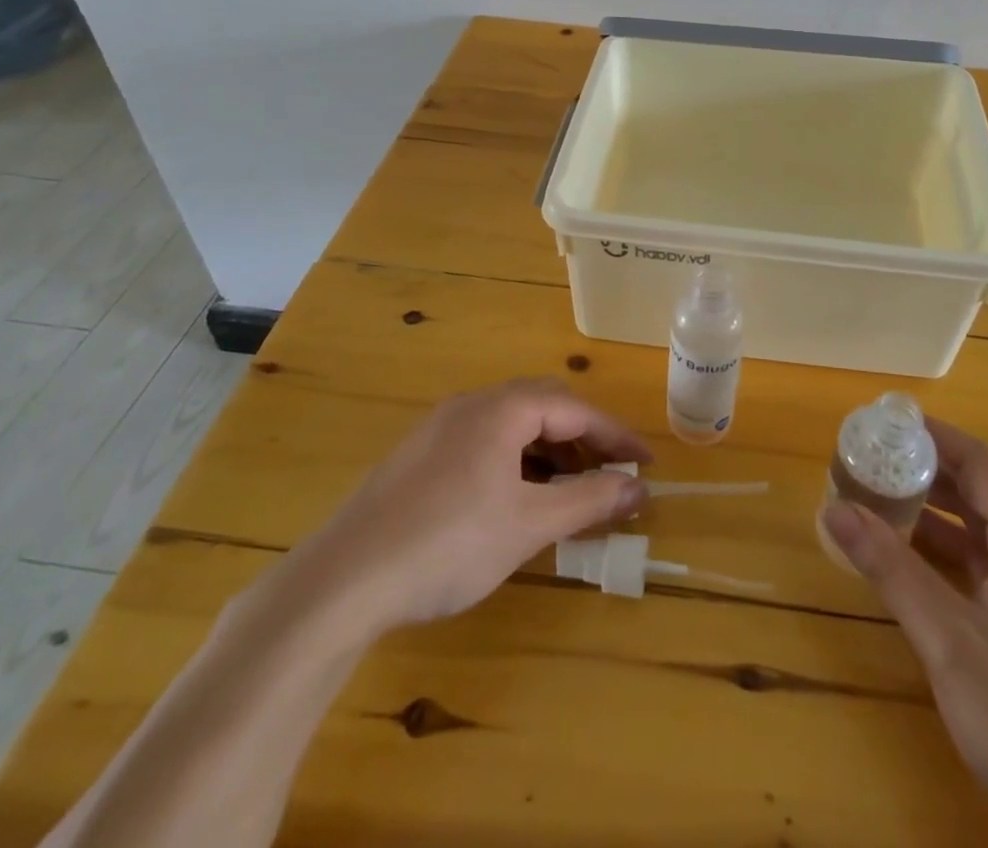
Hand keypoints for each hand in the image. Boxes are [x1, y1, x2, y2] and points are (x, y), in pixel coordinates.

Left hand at [282, 379, 651, 634]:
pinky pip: (485, 442)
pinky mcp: (419, 456)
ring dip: (549, 452)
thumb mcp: (529, 525)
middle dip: (583, 440)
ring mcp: (440, 428)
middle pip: (544, 407)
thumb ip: (589, 501)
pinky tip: (517, 500)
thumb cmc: (448, 545)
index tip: (646, 464)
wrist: (341, 583)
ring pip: (512, 425)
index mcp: (502, 408)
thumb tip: (638, 489)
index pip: (575, 409)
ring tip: (569, 492)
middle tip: (610, 475)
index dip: (616, 436)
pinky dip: (516, 461)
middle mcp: (472, 404)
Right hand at [823, 420, 987, 847]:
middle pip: (984, 493)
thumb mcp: (946, 639)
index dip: (936, 436)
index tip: (889, 422)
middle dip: (930, 473)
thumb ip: (890, 568)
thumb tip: (834, 508)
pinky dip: (953, 553)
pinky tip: (916, 562)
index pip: (981, 463)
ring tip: (884, 504)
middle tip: (876, 462)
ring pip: (987, 533)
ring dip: (939, 515)